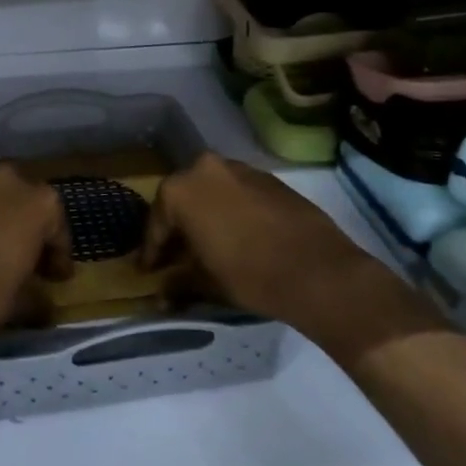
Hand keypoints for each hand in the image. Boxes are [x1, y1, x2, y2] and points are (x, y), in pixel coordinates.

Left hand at [0, 166, 71, 380]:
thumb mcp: (20, 302)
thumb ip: (40, 296)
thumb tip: (46, 305)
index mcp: (41, 202)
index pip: (57, 230)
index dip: (57, 257)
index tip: (55, 278)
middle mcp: (10, 177)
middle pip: (27, 203)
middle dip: (28, 228)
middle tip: (25, 257)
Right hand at [141, 153, 378, 328]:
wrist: (318, 271)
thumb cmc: (249, 274)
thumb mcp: (205, 282)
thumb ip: (178, 283)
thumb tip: (161, 297)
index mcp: (181, 189)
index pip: (157, 223)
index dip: (152, 251)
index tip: (148, 271)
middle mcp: (205, 168)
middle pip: (183, 200)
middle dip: (178, 228)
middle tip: (176, 257)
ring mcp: (240, 169)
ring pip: (212, 193)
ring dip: (206, 216)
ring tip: (208, 247)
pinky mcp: (269, 178)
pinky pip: (238, 193)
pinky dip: (232, 211)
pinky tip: (239, 237)